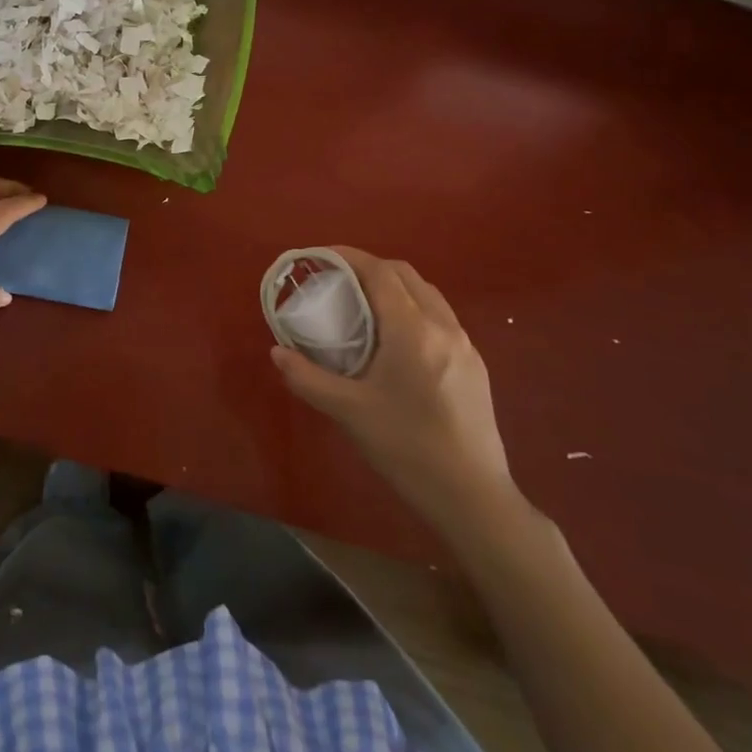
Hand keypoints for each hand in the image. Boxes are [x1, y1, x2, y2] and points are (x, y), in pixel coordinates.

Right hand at [270, 248, 517, 520]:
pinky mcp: (474, 364)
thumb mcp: (348, 412)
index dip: (349, 257)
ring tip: (364, 306)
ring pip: (427, 294)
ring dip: (394, 286)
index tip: (321, 256)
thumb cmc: (405, 448)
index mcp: (412, 330)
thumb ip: (307, 378)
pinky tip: (395, 339)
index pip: (380, 273)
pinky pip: (440, 317)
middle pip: (405, 275)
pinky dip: (413, 308)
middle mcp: (443, 326)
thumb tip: (276, 353)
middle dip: (370, 268)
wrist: (472, 495)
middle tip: (337, 281)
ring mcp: (465, 344)